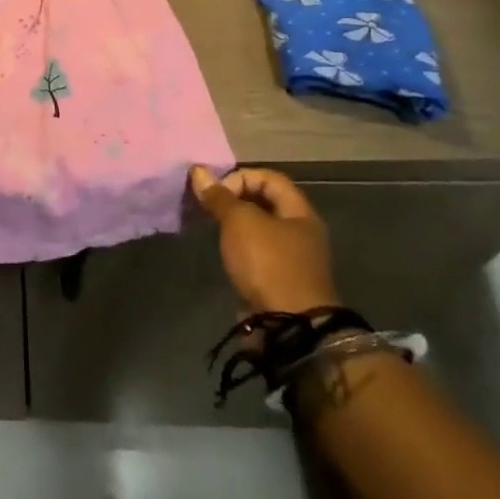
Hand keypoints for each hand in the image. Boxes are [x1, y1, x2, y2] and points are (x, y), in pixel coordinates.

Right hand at [188, 166, 340, 314]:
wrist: (290, 327)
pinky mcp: (280, 280)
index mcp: (300, 212)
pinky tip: (225, 255)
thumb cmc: (268, 263)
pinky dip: (239, 249)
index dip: (240, 178)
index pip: (269, 178)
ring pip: (259, 229)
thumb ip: (219, 197)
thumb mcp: (240, 222)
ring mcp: (292, 258)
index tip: (217, 194)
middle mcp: (301, 232)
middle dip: (234, 202)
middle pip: (264, 203)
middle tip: (209, 209)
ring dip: (234, 226)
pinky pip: (257, 253)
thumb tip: (198, 171)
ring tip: (213, 230)